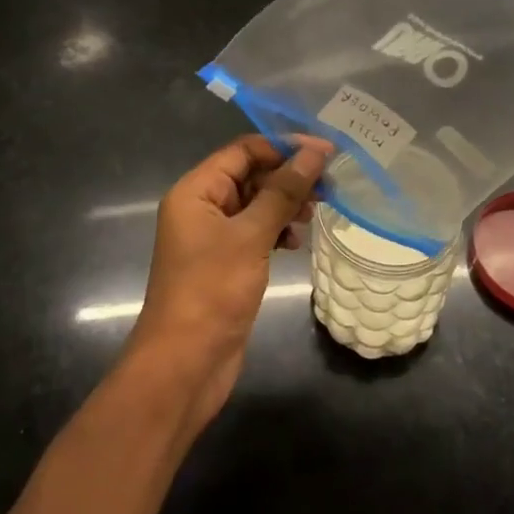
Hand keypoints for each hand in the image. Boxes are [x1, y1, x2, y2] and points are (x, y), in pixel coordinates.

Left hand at [129, 135, 328, 426]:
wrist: (184, 366)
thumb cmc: (212, 291)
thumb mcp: (250, 236)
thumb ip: (282, 192)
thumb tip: (313, 153)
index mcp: (196, 190)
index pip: (243, 150)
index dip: (283, 147)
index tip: (324, 151)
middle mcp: (201, 206)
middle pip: (250, 174)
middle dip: (288, 176)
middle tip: (329, 185)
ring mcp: (212, 237)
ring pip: (255, 203)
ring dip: (286, 203)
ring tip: (316, 212)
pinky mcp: (225, 262)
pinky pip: (255, 231)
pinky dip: (277, 230)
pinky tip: (296, 242)